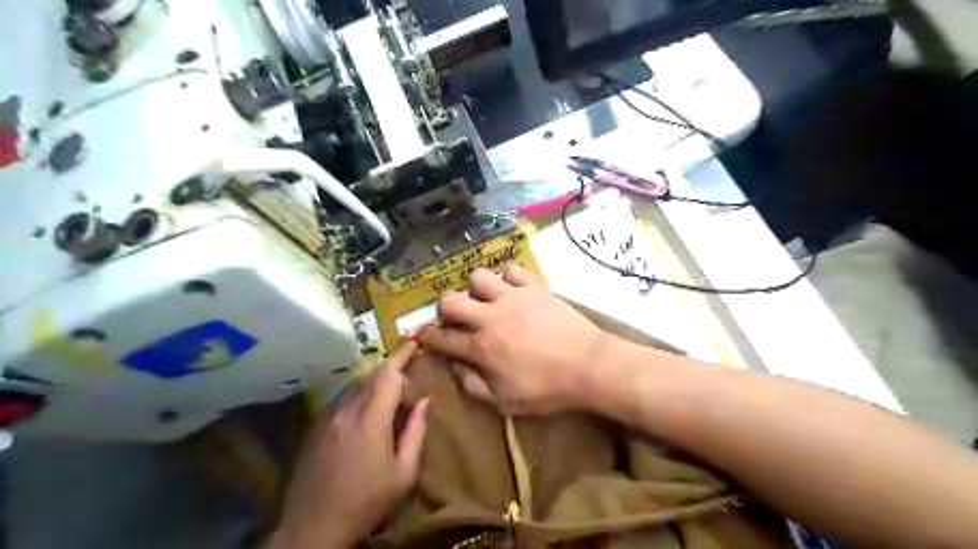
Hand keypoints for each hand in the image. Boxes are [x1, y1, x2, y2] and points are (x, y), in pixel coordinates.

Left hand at [272, 344, 428, 548]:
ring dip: (374, 382)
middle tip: (408, 378)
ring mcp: (327, 416)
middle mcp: (346, 409)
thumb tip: (426, 401)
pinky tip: (365, 414)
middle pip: (372, 375)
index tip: (414, 341)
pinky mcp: (315, 426)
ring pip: (355, 385)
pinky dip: (358, 395)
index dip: (402, 355)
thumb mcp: (404, 473)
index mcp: (370, 418)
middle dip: (392, 369)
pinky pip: (341, 399)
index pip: (389, 374)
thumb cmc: (366, 501)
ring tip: (389, 397)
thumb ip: (416, 431)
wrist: (313, 527)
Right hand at [416, 267, 608, 415]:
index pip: (442, 338)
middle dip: (444, 308)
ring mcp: (513, 297)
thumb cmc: (547, 389)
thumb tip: (454, 368)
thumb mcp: (505, 402)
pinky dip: (509, 280)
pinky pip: (512, 271)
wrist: (588, 365)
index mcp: (481, 347)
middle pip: (450, 300)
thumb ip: (473, 386)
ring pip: (479, 277)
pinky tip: (514, 292)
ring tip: (487, 300)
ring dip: (477, 289)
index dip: (426, 336)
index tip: (420, 334)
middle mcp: (490, 317)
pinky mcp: (534, 287)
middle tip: (455, 317)